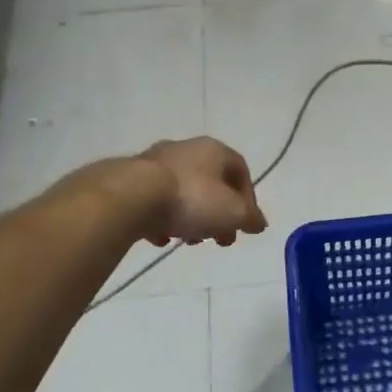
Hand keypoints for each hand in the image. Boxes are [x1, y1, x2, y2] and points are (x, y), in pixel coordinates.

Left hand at [137, 138, 267, 246]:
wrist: (133, 196)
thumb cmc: (193, 199)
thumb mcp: (234, 213)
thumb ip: (250, 218)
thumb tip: (259, 223)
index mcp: (214, 150)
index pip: (241, 171)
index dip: (248, 199)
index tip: (244, 224)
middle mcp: (186, 150)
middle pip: (211, 184)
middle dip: (219, 215)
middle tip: (219, 239)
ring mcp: (156, 163)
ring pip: (184, 193)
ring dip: (192, 219)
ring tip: (188, 241)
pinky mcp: (132, 180)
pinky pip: (156, 201)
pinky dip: (163, 220)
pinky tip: (161, 238)